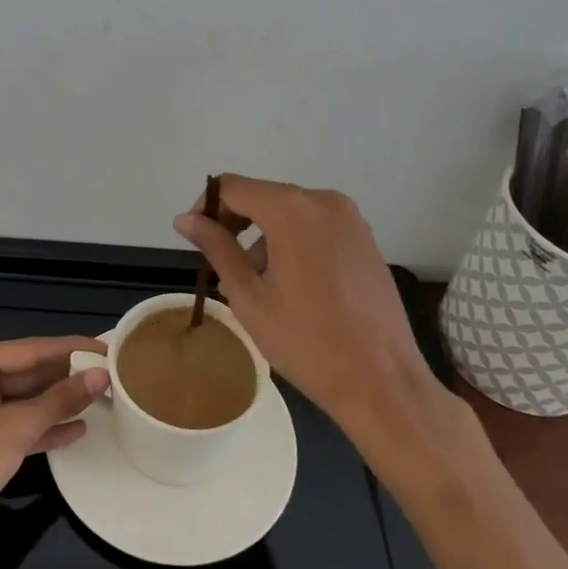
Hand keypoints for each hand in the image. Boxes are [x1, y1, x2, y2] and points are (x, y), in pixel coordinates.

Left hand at [0, 336, 108, 568]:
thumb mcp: (16, 429)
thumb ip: (60, 400)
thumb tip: (101, 375)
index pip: (32, 349)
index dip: (72, 349)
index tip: (107, 347)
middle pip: (28, 373)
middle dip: (67, 377)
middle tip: (110, 374)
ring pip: (24, 400)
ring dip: (58, 403)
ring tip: (101, 400)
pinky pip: (15, 424)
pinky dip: (42, 428)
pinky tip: (76, 430)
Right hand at [174, 175, 473, 452]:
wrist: (382, 382)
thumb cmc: (306, 341)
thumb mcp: (248, 296)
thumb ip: (216, 248)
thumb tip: (185, 219)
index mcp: (291, 209)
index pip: (232, 187)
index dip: (206, 208)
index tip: (195, 240)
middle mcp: (324, 201)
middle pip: (263, 197)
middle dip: (235, 225)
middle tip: (220, 268)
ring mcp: (350, 219)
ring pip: (289, 213)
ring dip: (264, 238)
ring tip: (255, 287)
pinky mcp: (365, 240)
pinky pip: (316, 227)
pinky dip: (293, 243)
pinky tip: (290, 286)